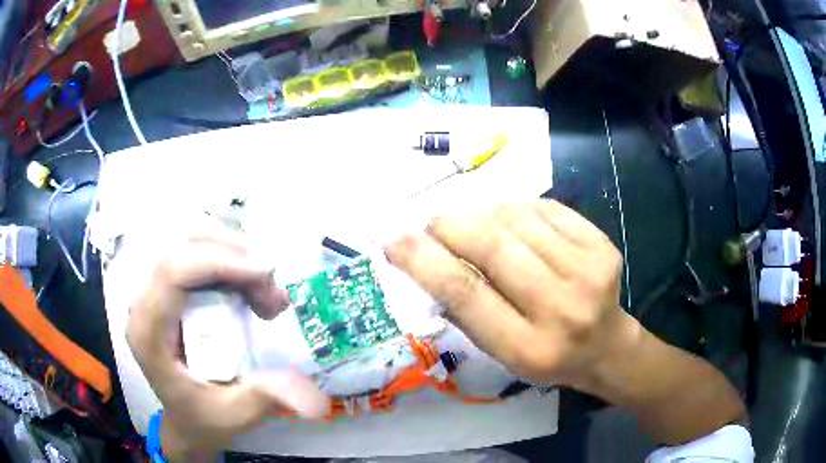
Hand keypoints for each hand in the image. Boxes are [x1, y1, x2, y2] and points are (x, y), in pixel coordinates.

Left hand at [126, 219, 327, 460]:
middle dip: (231, 251)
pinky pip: (194, 245)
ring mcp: (152, 287)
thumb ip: (267, 398)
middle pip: (179, 241)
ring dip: (231, 249)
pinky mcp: (165, 283)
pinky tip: (247, 279)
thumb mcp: (235, 414)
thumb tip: (315, 400)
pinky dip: (226, 252)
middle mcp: (142, 300)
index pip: (172, 272)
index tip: (267, 275)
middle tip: (270, 287)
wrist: (186, 416)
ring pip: (187, 235)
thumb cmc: (204, 417)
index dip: (219, 261)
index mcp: (148, 332)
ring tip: (263, 287)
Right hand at [384, 199, 626, 386]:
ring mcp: (588, 271)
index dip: (424, 260)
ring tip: (472, 223)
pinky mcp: (602, 245)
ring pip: (517, 219)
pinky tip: (510, 220)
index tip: (393, 237)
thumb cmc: (546, 356)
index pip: (466, 294)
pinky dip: (517, 208)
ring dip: (482, 213)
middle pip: (492, 247)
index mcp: (528, 348)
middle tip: (432, 223)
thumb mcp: (500, 353)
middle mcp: (561, 308)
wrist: (606, 345)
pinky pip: (545, 209)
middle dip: (450, 225)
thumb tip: (428, 257)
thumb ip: (466, 311)